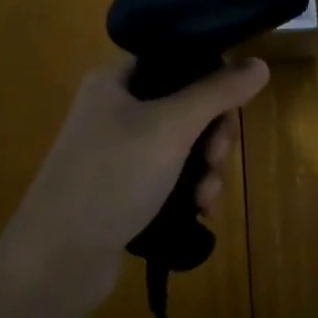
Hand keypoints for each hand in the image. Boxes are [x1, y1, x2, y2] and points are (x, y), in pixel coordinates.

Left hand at [0, 56, 269, 311]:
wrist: (58, 259)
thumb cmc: (113, 176)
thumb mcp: (172, 126)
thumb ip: (217, 92)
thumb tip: (259, 63)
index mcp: (114, 80)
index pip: (173, 58)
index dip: (209, 75)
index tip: (232, 103)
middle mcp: (113, 109)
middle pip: (183, 104)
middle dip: (212, 134)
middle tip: (218, 158)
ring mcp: (116, 152)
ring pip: (181, 145)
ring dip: (205, 168)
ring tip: (206, 197)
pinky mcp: (121, 188)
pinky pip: (168, 175)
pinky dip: (188, 189)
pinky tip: (198, 210)